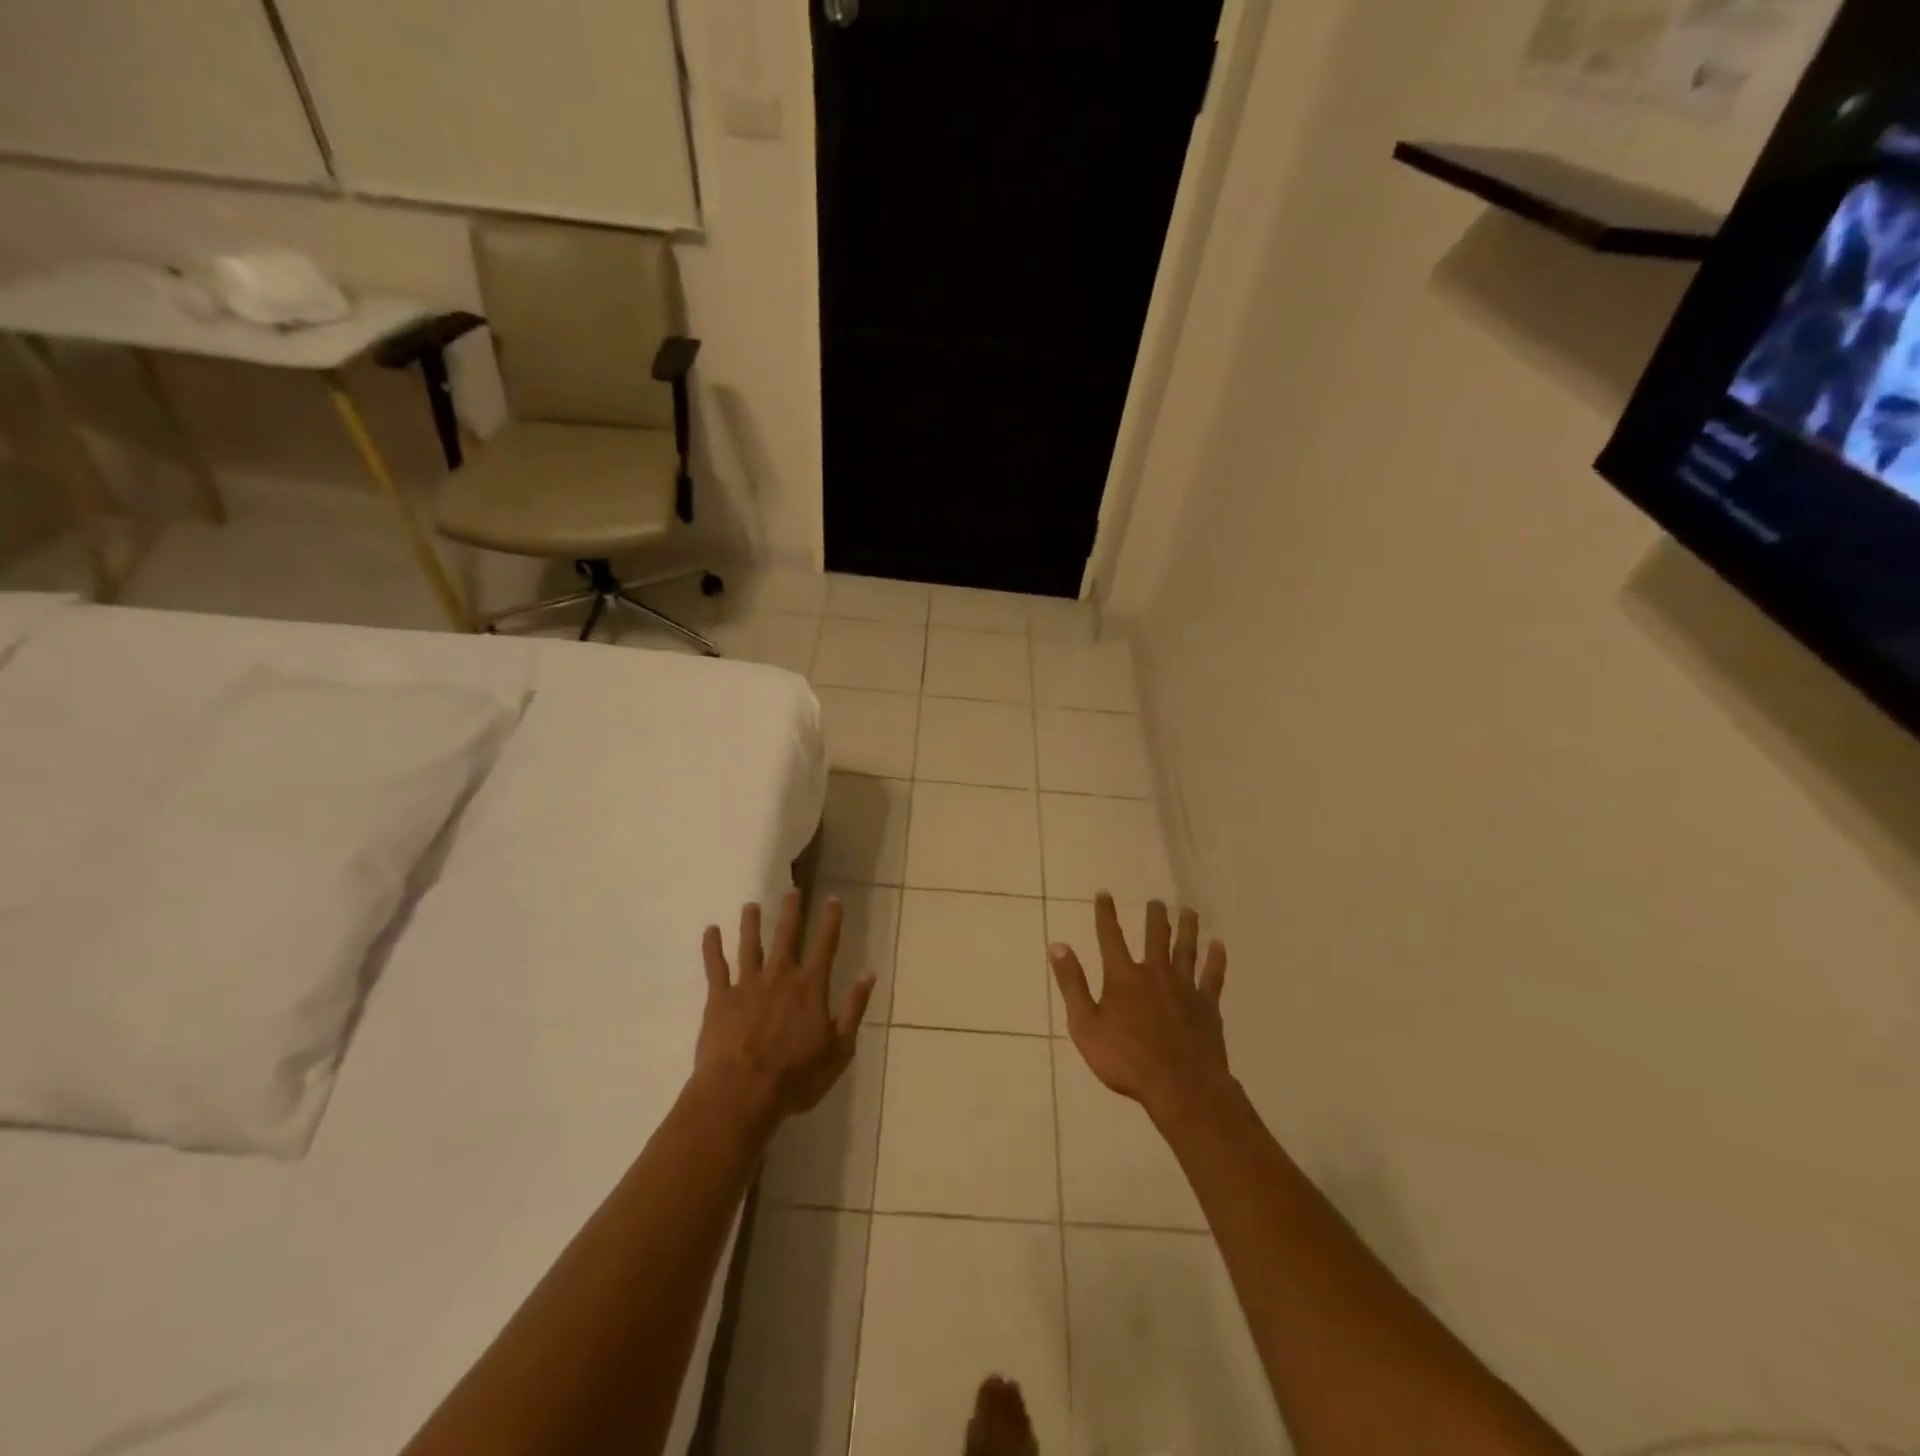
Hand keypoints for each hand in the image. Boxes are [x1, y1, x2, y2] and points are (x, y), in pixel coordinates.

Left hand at [697, 892, 873, 1127]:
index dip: (831, 921)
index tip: (833, 898)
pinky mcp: (720, 998)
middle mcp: (780, 976)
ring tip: (751, 905)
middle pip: (787, 936)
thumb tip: (867, 975)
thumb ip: (853, 1009)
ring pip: (750, 945)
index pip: (825, 945)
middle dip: (791, 911)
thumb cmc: (796, 1077)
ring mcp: (748, 984)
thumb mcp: (839, 1049)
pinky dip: (712, 947)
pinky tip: (710, 930)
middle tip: (791, 890)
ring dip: (751, 923)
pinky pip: (715, 967)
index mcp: (811, 987)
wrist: (742, 1094)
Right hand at [1048, 893, 1231, 1124]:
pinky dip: (1216, 960)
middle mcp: (1155, 973)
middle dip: (1155, 917)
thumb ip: (1072, 984)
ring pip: (1186, 950)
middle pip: (1155, 937)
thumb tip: (1057, 946)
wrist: (1180, 1087)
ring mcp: (1184, 988)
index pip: (1110, 937)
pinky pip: (1212, 977)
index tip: (1104, 894)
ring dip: (1187, 929)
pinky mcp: (1206, 1006)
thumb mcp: (1085, 1025)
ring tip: (1190, 912)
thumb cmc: (1126, 1060)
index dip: (1106, 914)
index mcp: (1123, 977)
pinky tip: (1219, 946)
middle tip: (1157, 901)